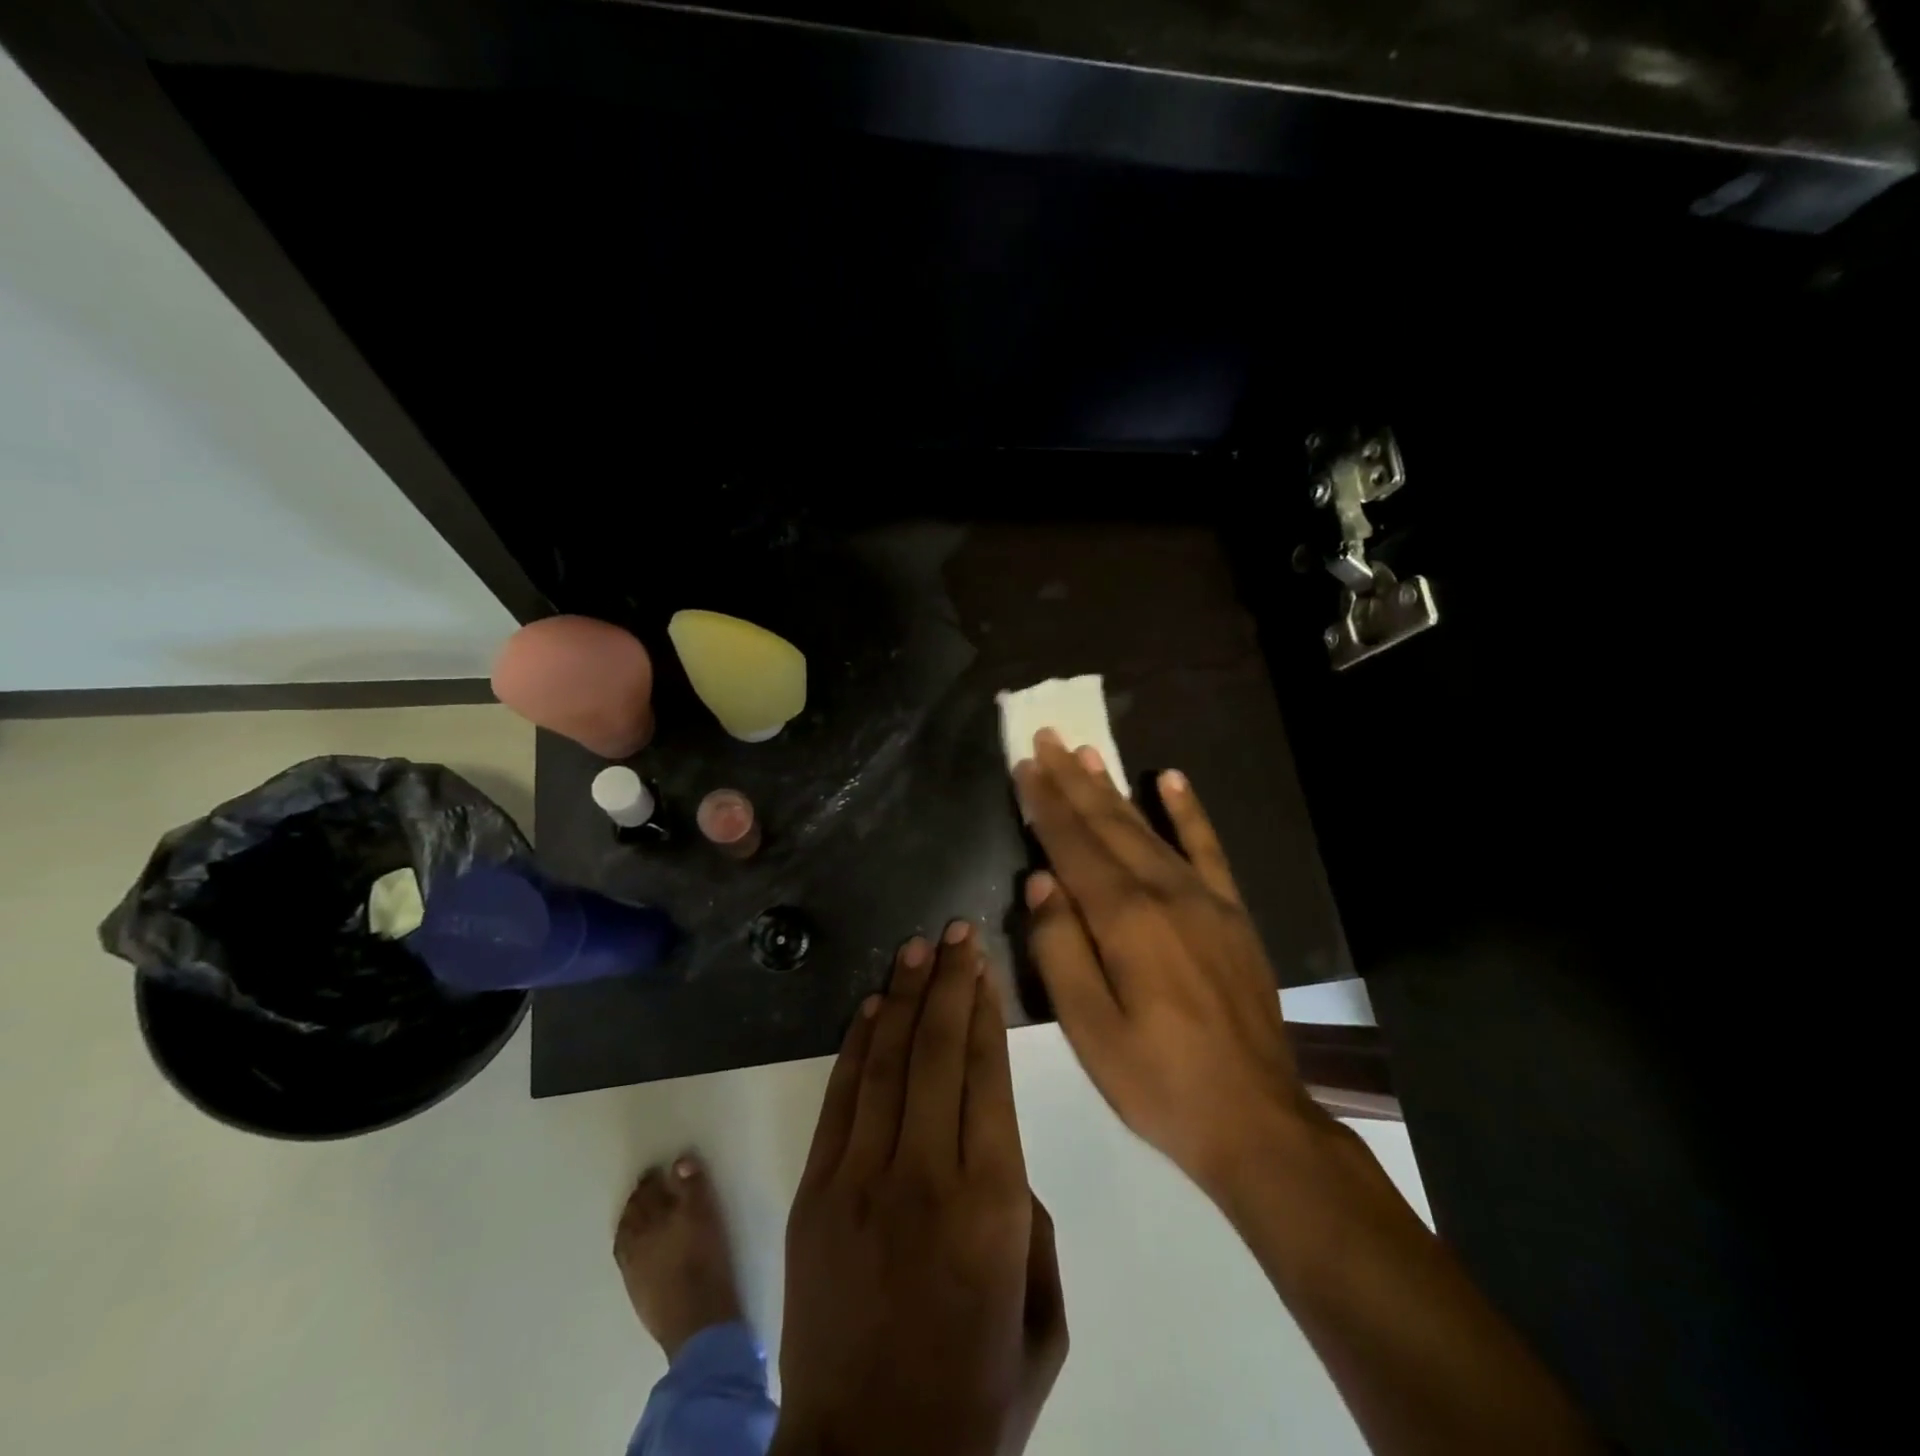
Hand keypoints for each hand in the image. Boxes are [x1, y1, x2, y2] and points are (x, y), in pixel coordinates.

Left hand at [774, 923, 1061, 1455]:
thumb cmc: (973, 1394)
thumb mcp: (1041, 1316)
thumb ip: (1029, 1220)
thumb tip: (997, 1150)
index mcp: (993, 1204)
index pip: (988, 1074)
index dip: (985, 1009)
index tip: (984, 964)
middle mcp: (927, 1174)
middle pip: (939, 1051)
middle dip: (949, 982)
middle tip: (955, 933)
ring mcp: (862, 1179)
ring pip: (888, 1062)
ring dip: (904, 997)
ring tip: (917, 949)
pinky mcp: (816, 1192)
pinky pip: (842, 1099)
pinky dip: (858, 1046)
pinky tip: (874, 1007)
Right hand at [1015, 729, 1322, 1196]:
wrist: (1256, 1119)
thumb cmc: (1158, 1081)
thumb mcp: (1089, 1030)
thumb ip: (1059, 949)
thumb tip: (1040, 881)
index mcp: (1125, 919)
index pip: (1073, 846)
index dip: (1045, 804)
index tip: (1026, 765)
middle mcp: (1165, 892)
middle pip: (1108, 825)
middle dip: (1073, 780)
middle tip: (1048, 738)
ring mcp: (1205, 898)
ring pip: (1148, 828)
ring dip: (1114, 788)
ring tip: (1088, 752)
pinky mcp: (1232, 913)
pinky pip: (1207, 848)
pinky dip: (1188, 811)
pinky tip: (1172, 778)